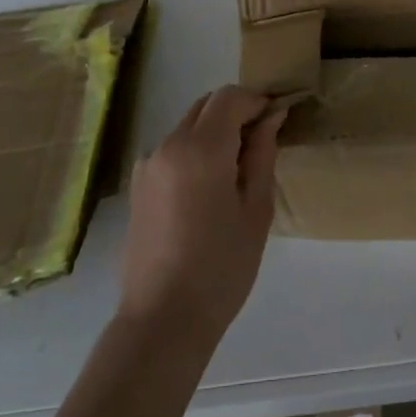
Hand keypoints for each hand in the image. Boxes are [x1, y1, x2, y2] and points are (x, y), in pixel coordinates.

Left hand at [117, 85, 283, 346]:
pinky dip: (196, 152)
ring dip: (215, 132)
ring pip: (188, 126)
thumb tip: (272, 116)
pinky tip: (209, 191)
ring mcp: (147, 164)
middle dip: (236, 113)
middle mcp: (167, 144)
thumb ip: (262, 154)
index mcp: (199, 148)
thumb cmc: (221, 267)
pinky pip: (173, 150)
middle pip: (205, 106)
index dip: (257, 101)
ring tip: (237, 173)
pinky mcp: (137, 184)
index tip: (278, 120)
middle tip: (262, 144)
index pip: (229, 97)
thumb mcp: (255, 209)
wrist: (162, 320)